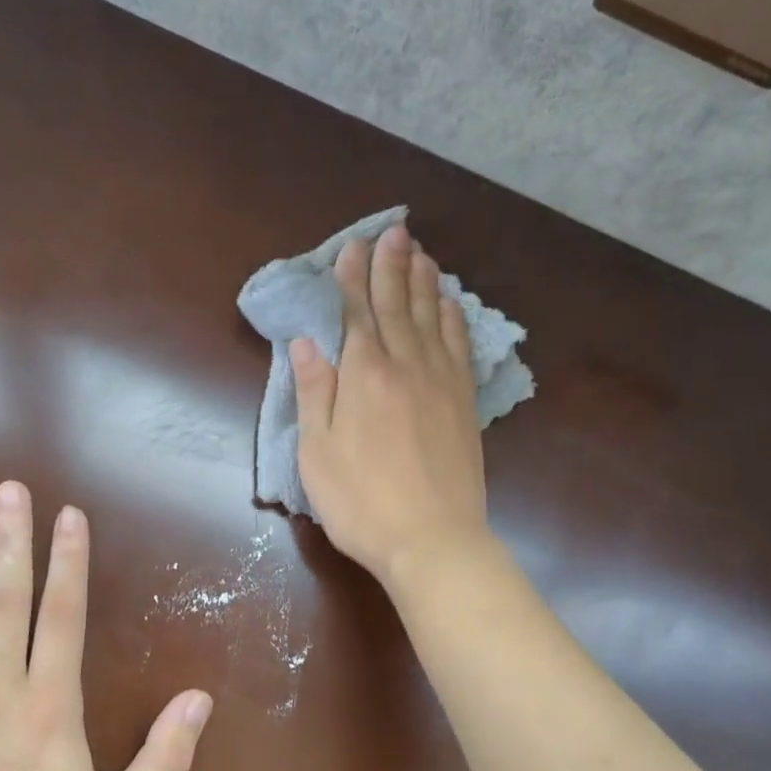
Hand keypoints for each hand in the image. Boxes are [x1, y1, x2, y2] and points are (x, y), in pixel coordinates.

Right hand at [291, 222, 490, 585]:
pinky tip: (451, 304)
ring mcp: (441, 383)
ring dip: (424, 282)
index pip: (356, 313)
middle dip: (391, 265)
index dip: (352, 278)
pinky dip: (453, 319)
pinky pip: (459, 347)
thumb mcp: (318, 452)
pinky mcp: (463, 403)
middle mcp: (406, 366)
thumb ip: (314, 392)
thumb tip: (306, 342)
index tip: (352, 246)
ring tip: (420, 252)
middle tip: (394, 230)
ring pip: (432, 318)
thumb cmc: (362, 501)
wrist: (433, 540)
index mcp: (364, 375)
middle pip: (398, 305)